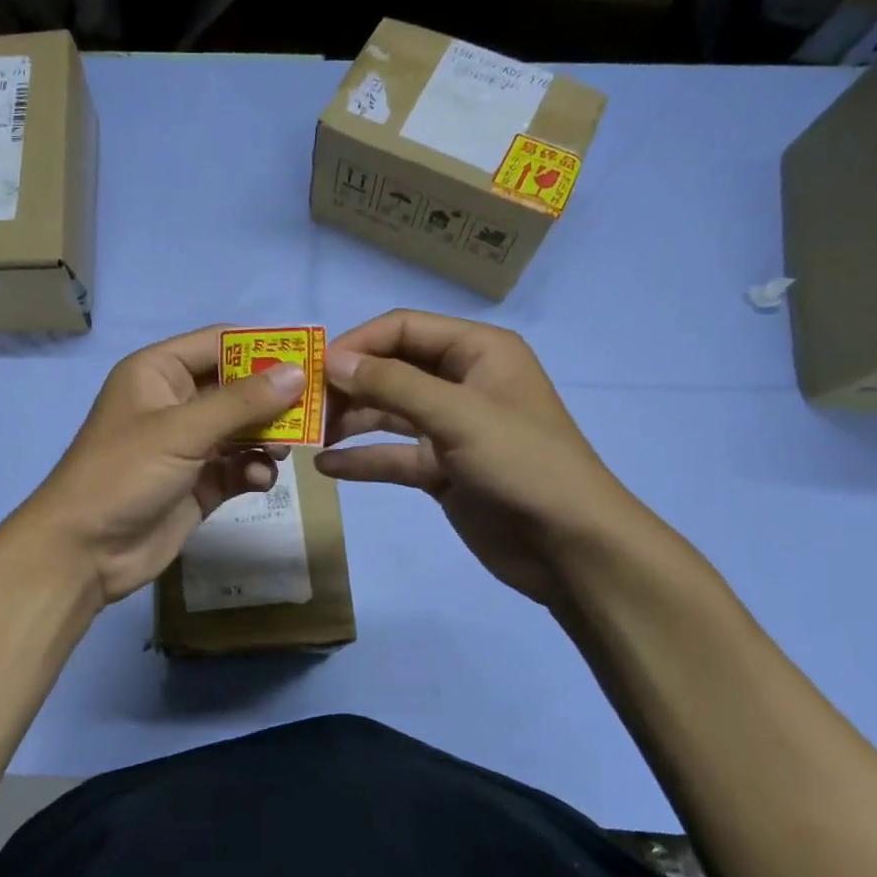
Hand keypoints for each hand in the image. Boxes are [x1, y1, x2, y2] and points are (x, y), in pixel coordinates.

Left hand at [14, 325, 307, 604]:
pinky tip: (260, 481)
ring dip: (267, 438)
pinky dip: (253, 471)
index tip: (311, 355)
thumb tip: (297, 372)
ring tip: (286, 450)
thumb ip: (242, 402)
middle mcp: (174, 403)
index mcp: (159, 372)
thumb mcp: (182, 430)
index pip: (219, 343)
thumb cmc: (124, 474)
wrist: (84, 551)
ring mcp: (187, 445)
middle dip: (274, 399)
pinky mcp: (197, 483)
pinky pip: (237, 467)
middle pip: (237, 387)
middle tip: (316, 410)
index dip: (263, 346)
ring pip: (242, 429)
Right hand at [316, 310, 643, 602]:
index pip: (403, 328)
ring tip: (310, 438)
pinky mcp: (442, 469)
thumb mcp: (457, 415)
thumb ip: (392, 384)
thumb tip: (331, 360)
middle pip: (391, 369)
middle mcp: (461, 382)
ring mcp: (450, 428)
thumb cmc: (523, 464)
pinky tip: (327, 468)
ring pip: (388, 413)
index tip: (315, 371)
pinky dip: (363, 460)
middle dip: (349, 385)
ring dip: (350, 422)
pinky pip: (393, 455)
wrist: (570, 548)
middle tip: (306, 409)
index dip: (358, 344)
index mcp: (476, 351)